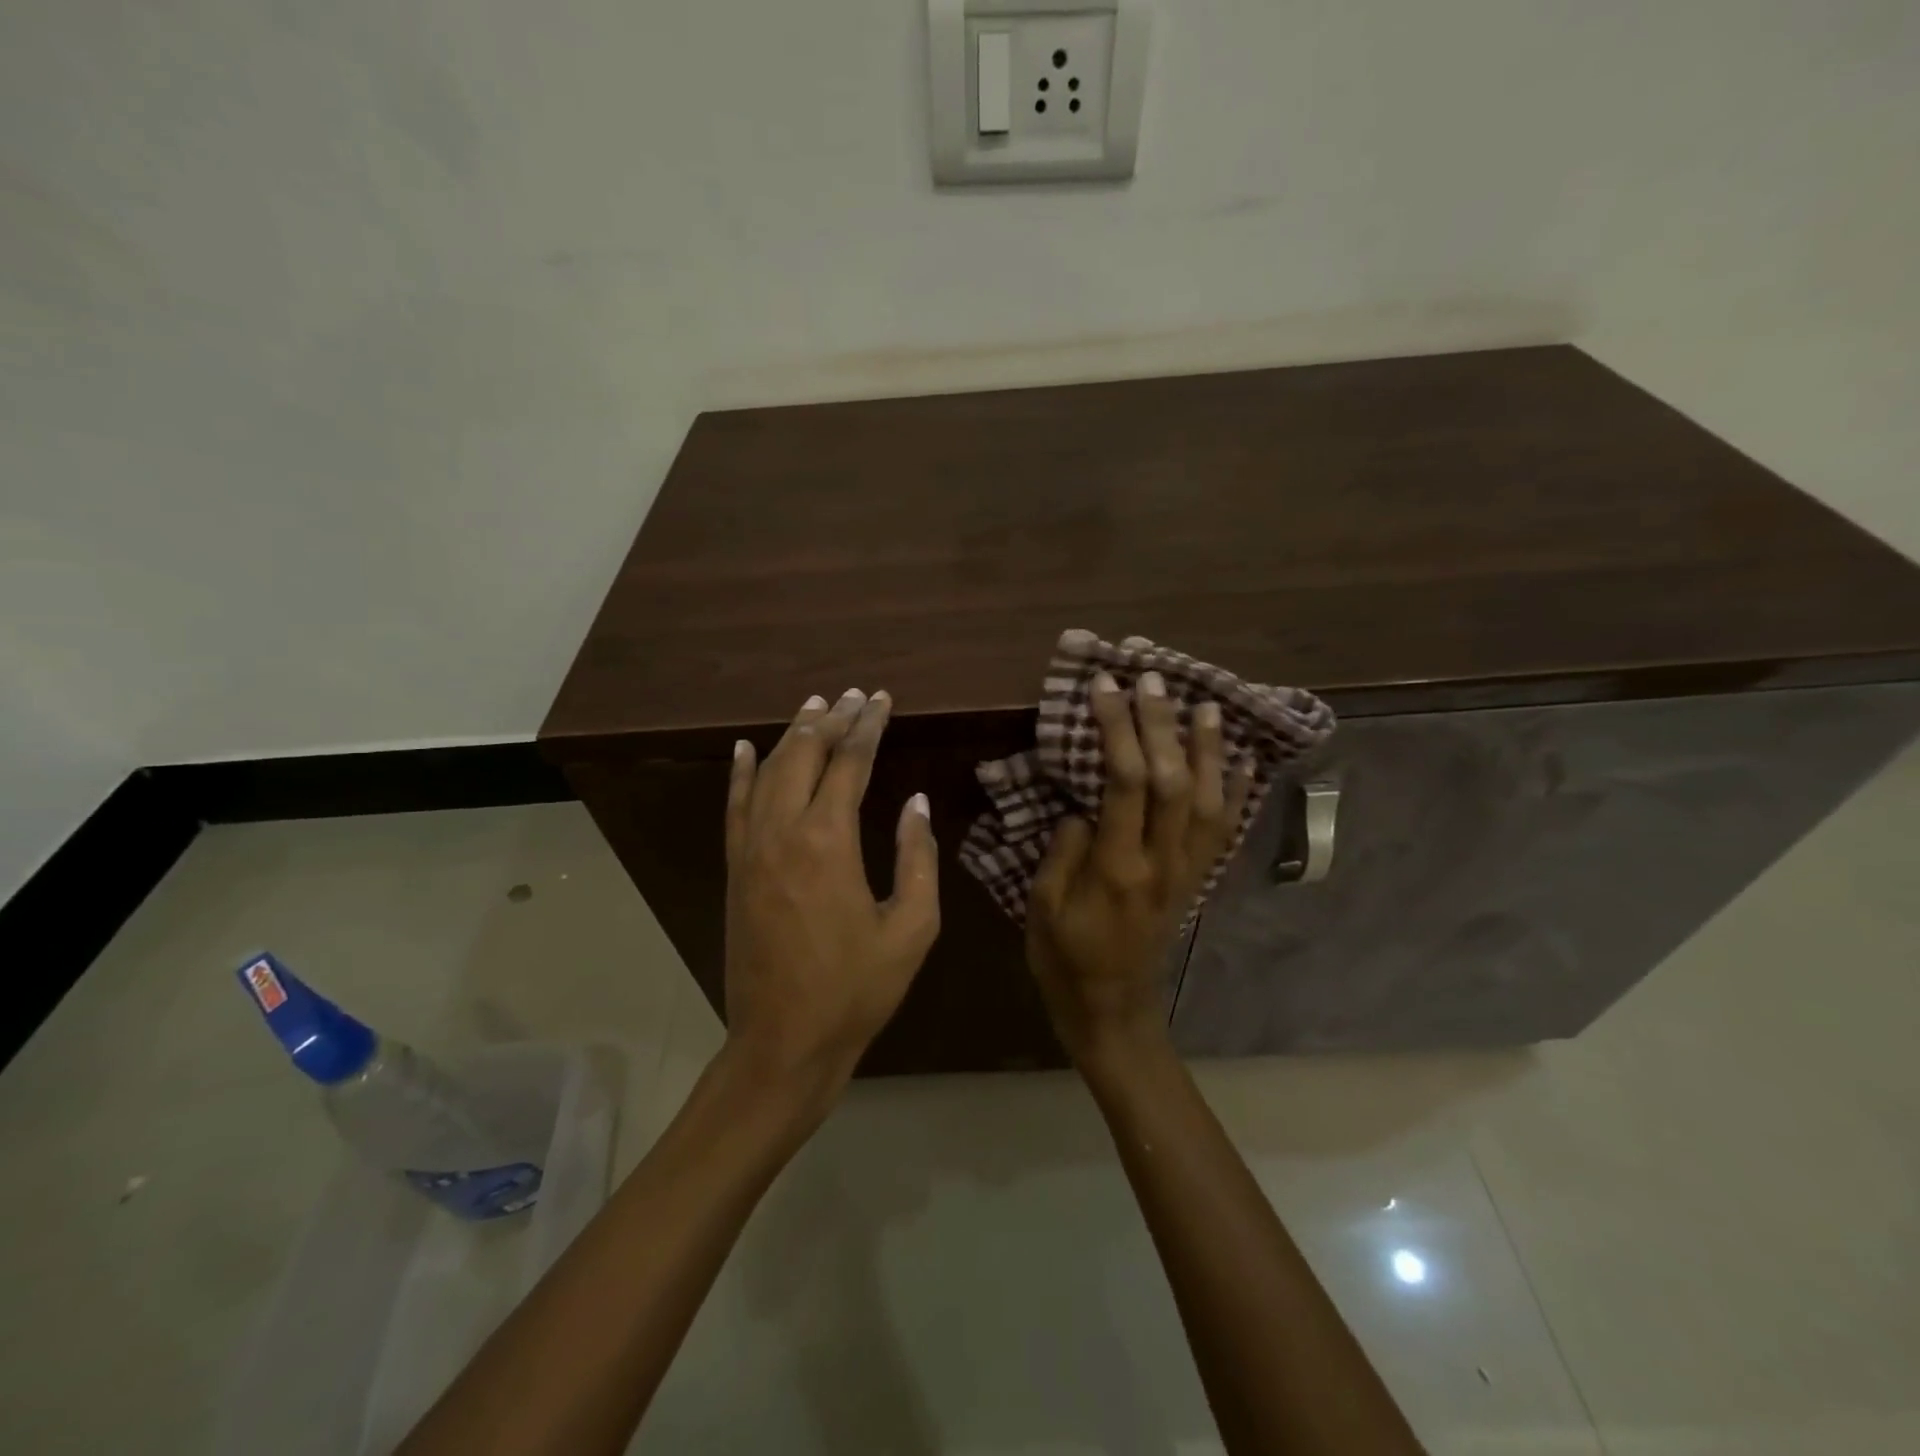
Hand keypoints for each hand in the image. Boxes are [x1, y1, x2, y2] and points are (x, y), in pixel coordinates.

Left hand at [722, 690, 940, 1107]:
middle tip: (854, 695)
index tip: (882, 700)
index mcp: (828, 841)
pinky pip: (735, 807)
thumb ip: (918, 858)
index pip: (850, 763)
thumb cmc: (856, 990)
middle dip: (831, 719)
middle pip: (805, 755)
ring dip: (793, 735)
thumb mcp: (911, 928)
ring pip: (769, 771)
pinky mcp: (735, 869)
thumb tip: (916, 803)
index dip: (868, 726)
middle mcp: (783, 832)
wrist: (783, 1041)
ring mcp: (751, 849)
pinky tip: (748, 747)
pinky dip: (742, 772)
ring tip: (814, 705)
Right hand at [1027, 671, 1249, 1065]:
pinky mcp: (1197, 880)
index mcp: (1118, 868)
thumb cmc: (1065, 960)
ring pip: (1208, 800)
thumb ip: (1064, 852)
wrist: (1114, 1010)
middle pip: (1171, 781)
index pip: (1124, 783)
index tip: (1104, 688)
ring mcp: (1187, 871)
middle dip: (1161, 725)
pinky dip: (1236, 791)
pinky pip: (1224, 830)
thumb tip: (1084, 806)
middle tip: (1151, 679)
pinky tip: (1243, 760)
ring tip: (1206, 705)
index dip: (1117, 729)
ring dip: (1208, 749)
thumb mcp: (1043, 909)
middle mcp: (1163, 863)